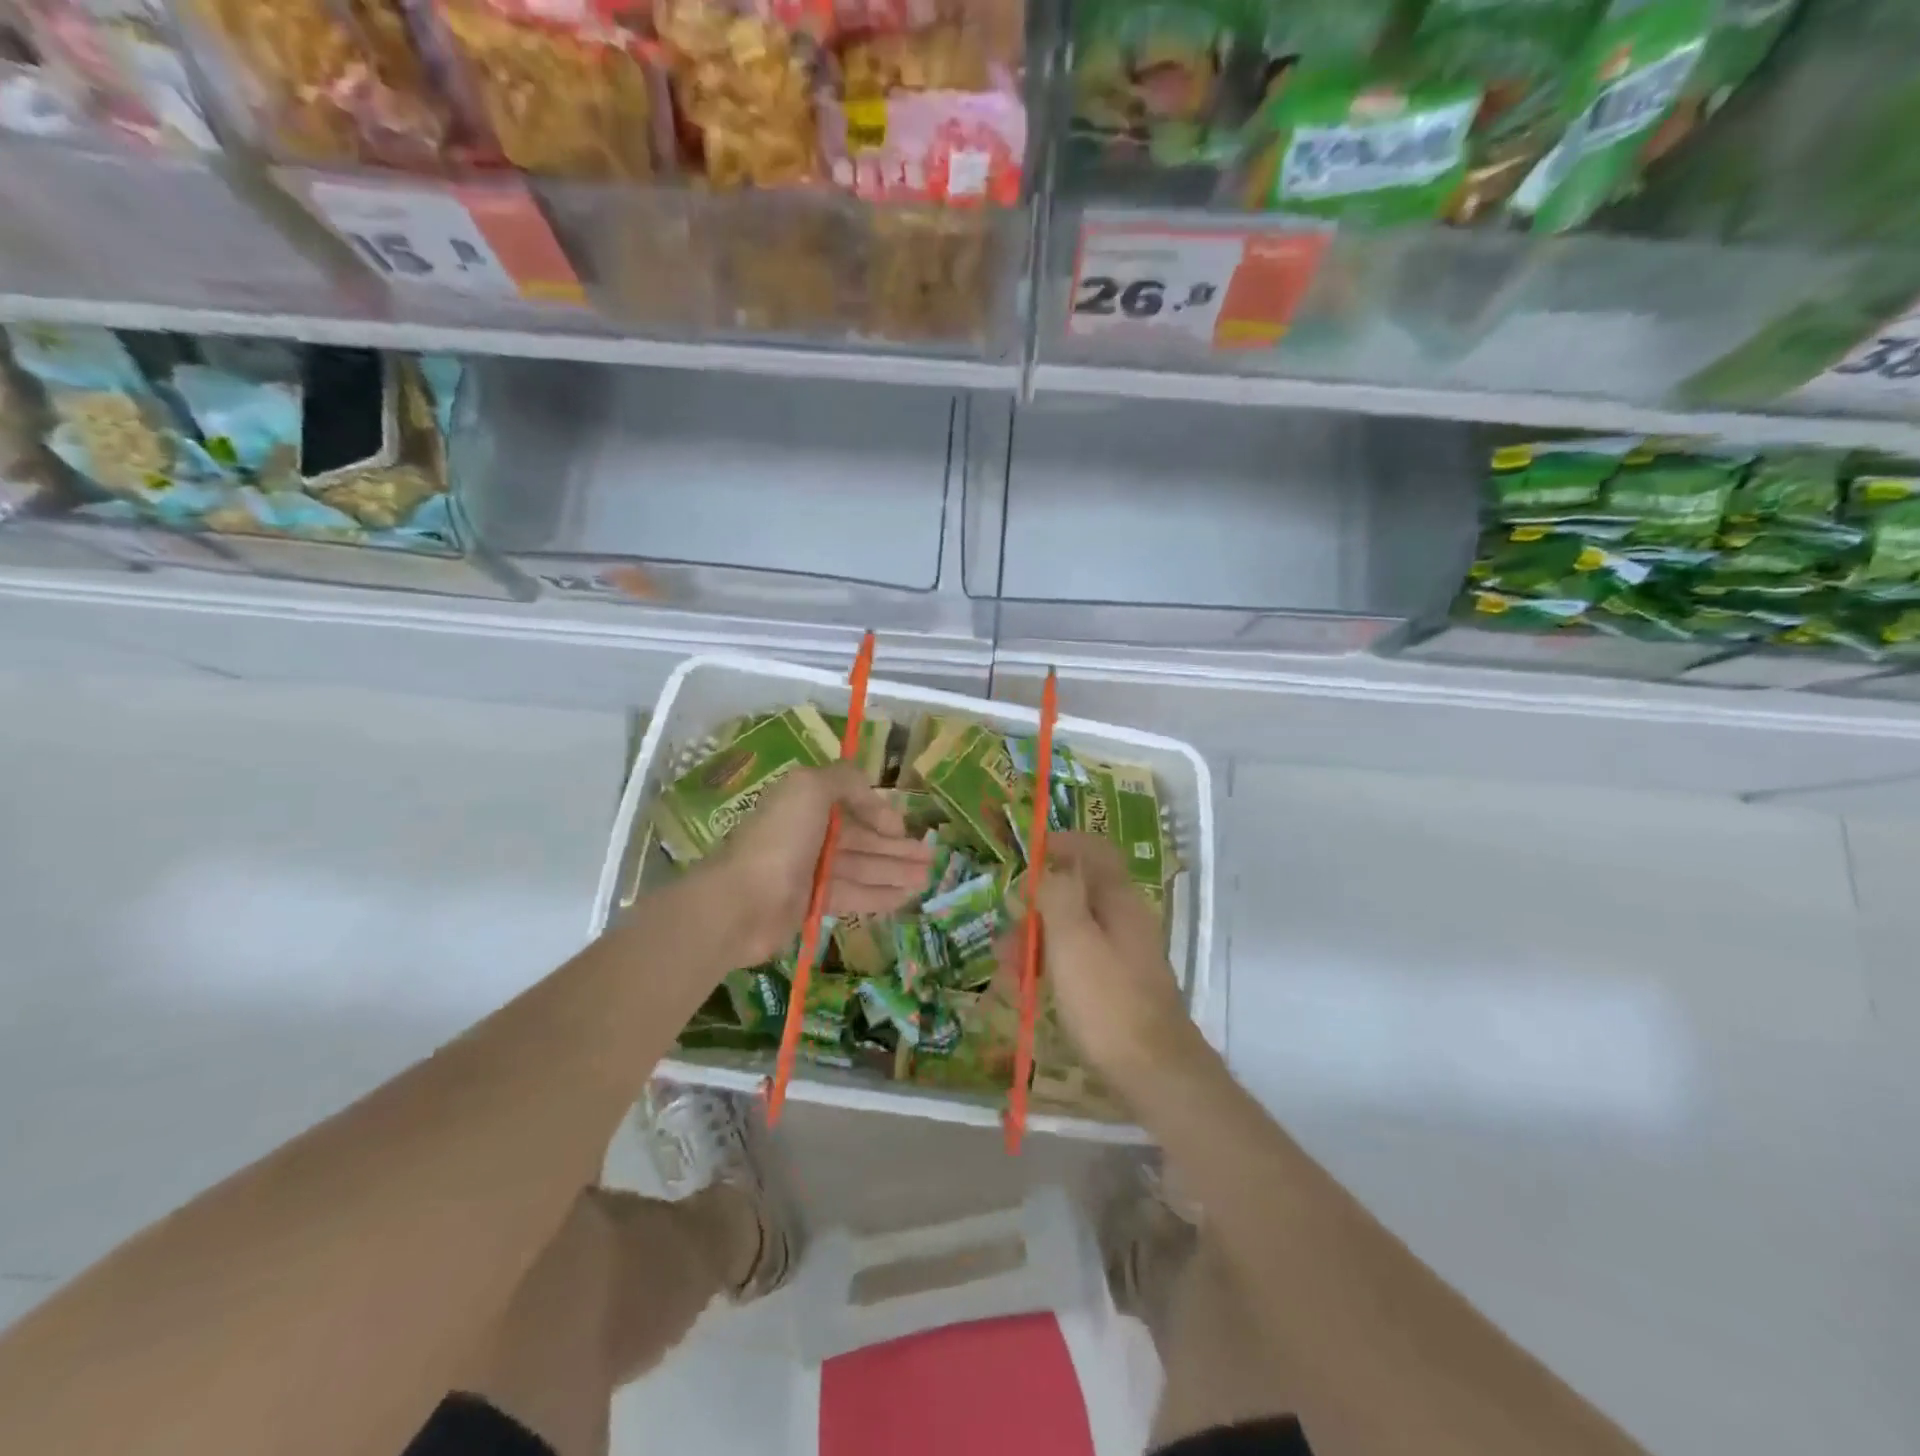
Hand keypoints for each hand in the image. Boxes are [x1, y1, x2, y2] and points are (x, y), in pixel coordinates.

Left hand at [698, 762, 931, 967]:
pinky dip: (879, 895)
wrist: (742, 902)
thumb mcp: (811, 788)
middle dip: (897, 847)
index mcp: (806, 802)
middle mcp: (809, 833)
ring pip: (862, 867)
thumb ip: (845, 779)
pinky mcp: (811, 903)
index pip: (851, 803)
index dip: (880, 813)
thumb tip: (872, 794)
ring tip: (927, 879)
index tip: (903, 829)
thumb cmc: (780, 839)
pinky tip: (905, 898)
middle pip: (862, 838)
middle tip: (931, 857)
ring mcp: (810, 870)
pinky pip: (853, 895)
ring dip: (895, 871)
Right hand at [1017, 834, 1200, 1087]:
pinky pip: (1078, 963)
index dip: (1063, 844)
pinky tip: (1029, 993)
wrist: (1155, 1073)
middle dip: (1035, 910)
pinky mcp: (1119, 988)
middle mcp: (1125, 921)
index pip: (1095, 851)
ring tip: (1008, 974)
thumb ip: (1058, 895)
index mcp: (1119, 900)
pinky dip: (1052, 968)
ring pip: (1073, 932)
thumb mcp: (1072, 941)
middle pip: (1077, 895)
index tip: (1029, 855)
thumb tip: (1051, 870)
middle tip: (1006, 938)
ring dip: (1037, 943)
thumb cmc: (1107, 1002)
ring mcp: (1124, 956)